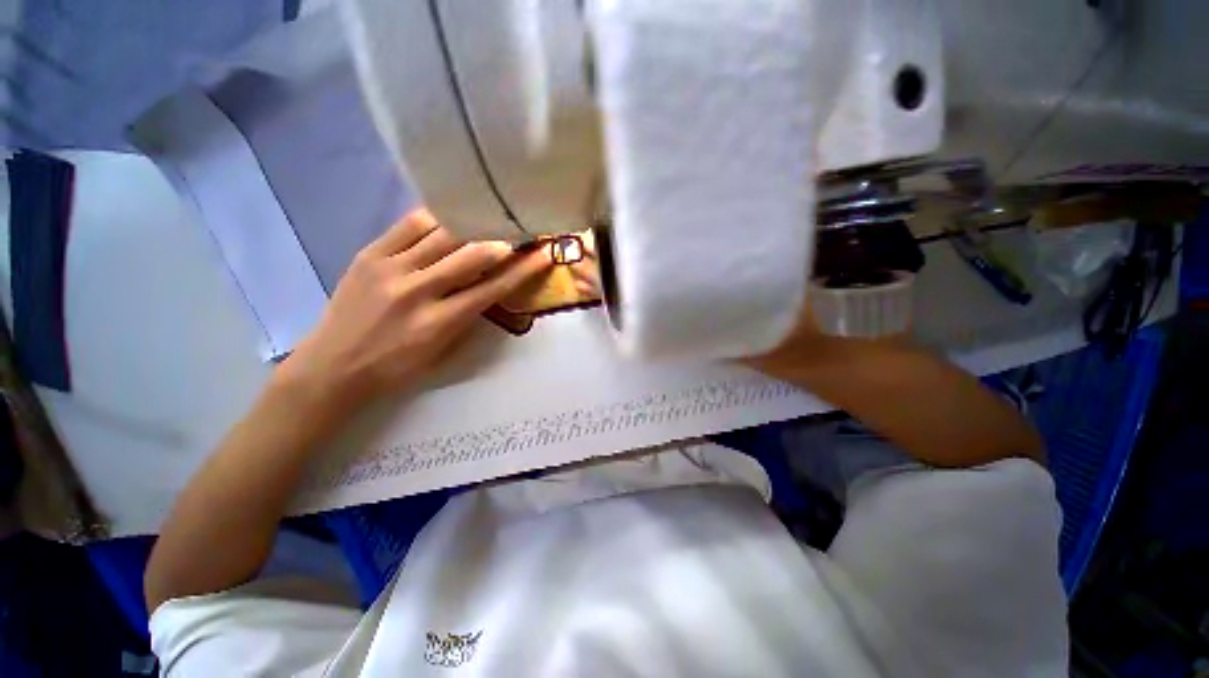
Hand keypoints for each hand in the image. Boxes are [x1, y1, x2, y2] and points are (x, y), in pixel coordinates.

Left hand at [280, 209, 550, 404]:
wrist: (333, 365)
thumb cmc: (396, 368)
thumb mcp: (443, 352)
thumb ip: (468, 318)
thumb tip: (489, 288)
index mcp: (440, 322)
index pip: (493, 288)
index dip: (524, 270)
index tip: (544, 254)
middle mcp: (419, 291)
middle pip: (472, 255)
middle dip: (503, 241)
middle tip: (520, 232)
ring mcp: (391, 269)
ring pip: (442, 233)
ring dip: (473, 225)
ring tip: (489, 219)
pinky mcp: (369, 254)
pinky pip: (409, 225)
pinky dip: (436, 217)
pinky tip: (451, 215)